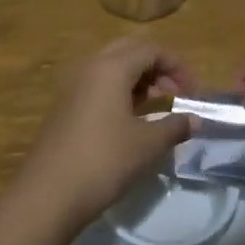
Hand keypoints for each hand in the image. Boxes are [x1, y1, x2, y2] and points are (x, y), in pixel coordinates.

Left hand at [10, 40, 197, 239]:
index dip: (177, 66)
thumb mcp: (147, 144)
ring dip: (138, 80)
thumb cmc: (104, 161)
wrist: (49, 194)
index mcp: (110, 68)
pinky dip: (120, 93)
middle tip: (176, 93)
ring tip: (159, 105)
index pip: (150, 50)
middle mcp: (89, 69)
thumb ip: (175, 126)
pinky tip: (132, 119)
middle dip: (157, 68)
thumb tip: (195, 120)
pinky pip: (98, 87)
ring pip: (111, 69)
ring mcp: (73, 88)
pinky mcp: (65, 108)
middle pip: (129, 52)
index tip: (194, 93)